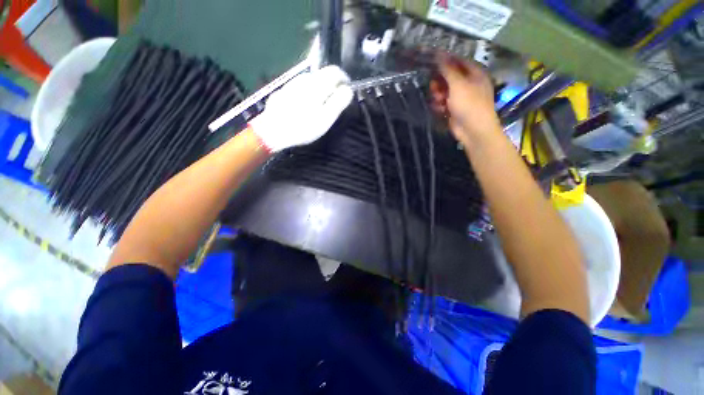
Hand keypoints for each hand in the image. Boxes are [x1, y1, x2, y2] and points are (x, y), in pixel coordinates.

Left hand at [249, 65, 353, 152]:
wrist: (272, 130)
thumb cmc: (303, 126)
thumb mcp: (326, 118)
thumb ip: (338, 102)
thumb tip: (348, 90)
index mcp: (317, 84)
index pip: (335, 71)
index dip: (344, 79)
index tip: (347, 91)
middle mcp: (304, 78)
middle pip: (323, 74)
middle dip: (332, 85)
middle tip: (334, 102)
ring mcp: (292, 83)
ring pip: (311, 80)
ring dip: (320, 89)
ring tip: (320, 105)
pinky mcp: (284, 90)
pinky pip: (301, 87)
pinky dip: (308, 92)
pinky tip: (305, 106)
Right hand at [434, 58, 501, 144]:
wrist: (473, 129)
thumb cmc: (469, 104)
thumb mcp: (458, 84)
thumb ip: (448, 69)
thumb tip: (439, 54)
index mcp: (474, 73)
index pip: (458, 61)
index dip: (445, 61)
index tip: (431, 62)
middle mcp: (468, 83)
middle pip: (449, 77)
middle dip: (440, 82)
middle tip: (434, 87)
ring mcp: (461, 97)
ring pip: (444, 91)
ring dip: (438, 95)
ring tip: (438, 101)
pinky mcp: (454, 109)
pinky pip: (444, 102)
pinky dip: (440, 105)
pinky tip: (440, 109)